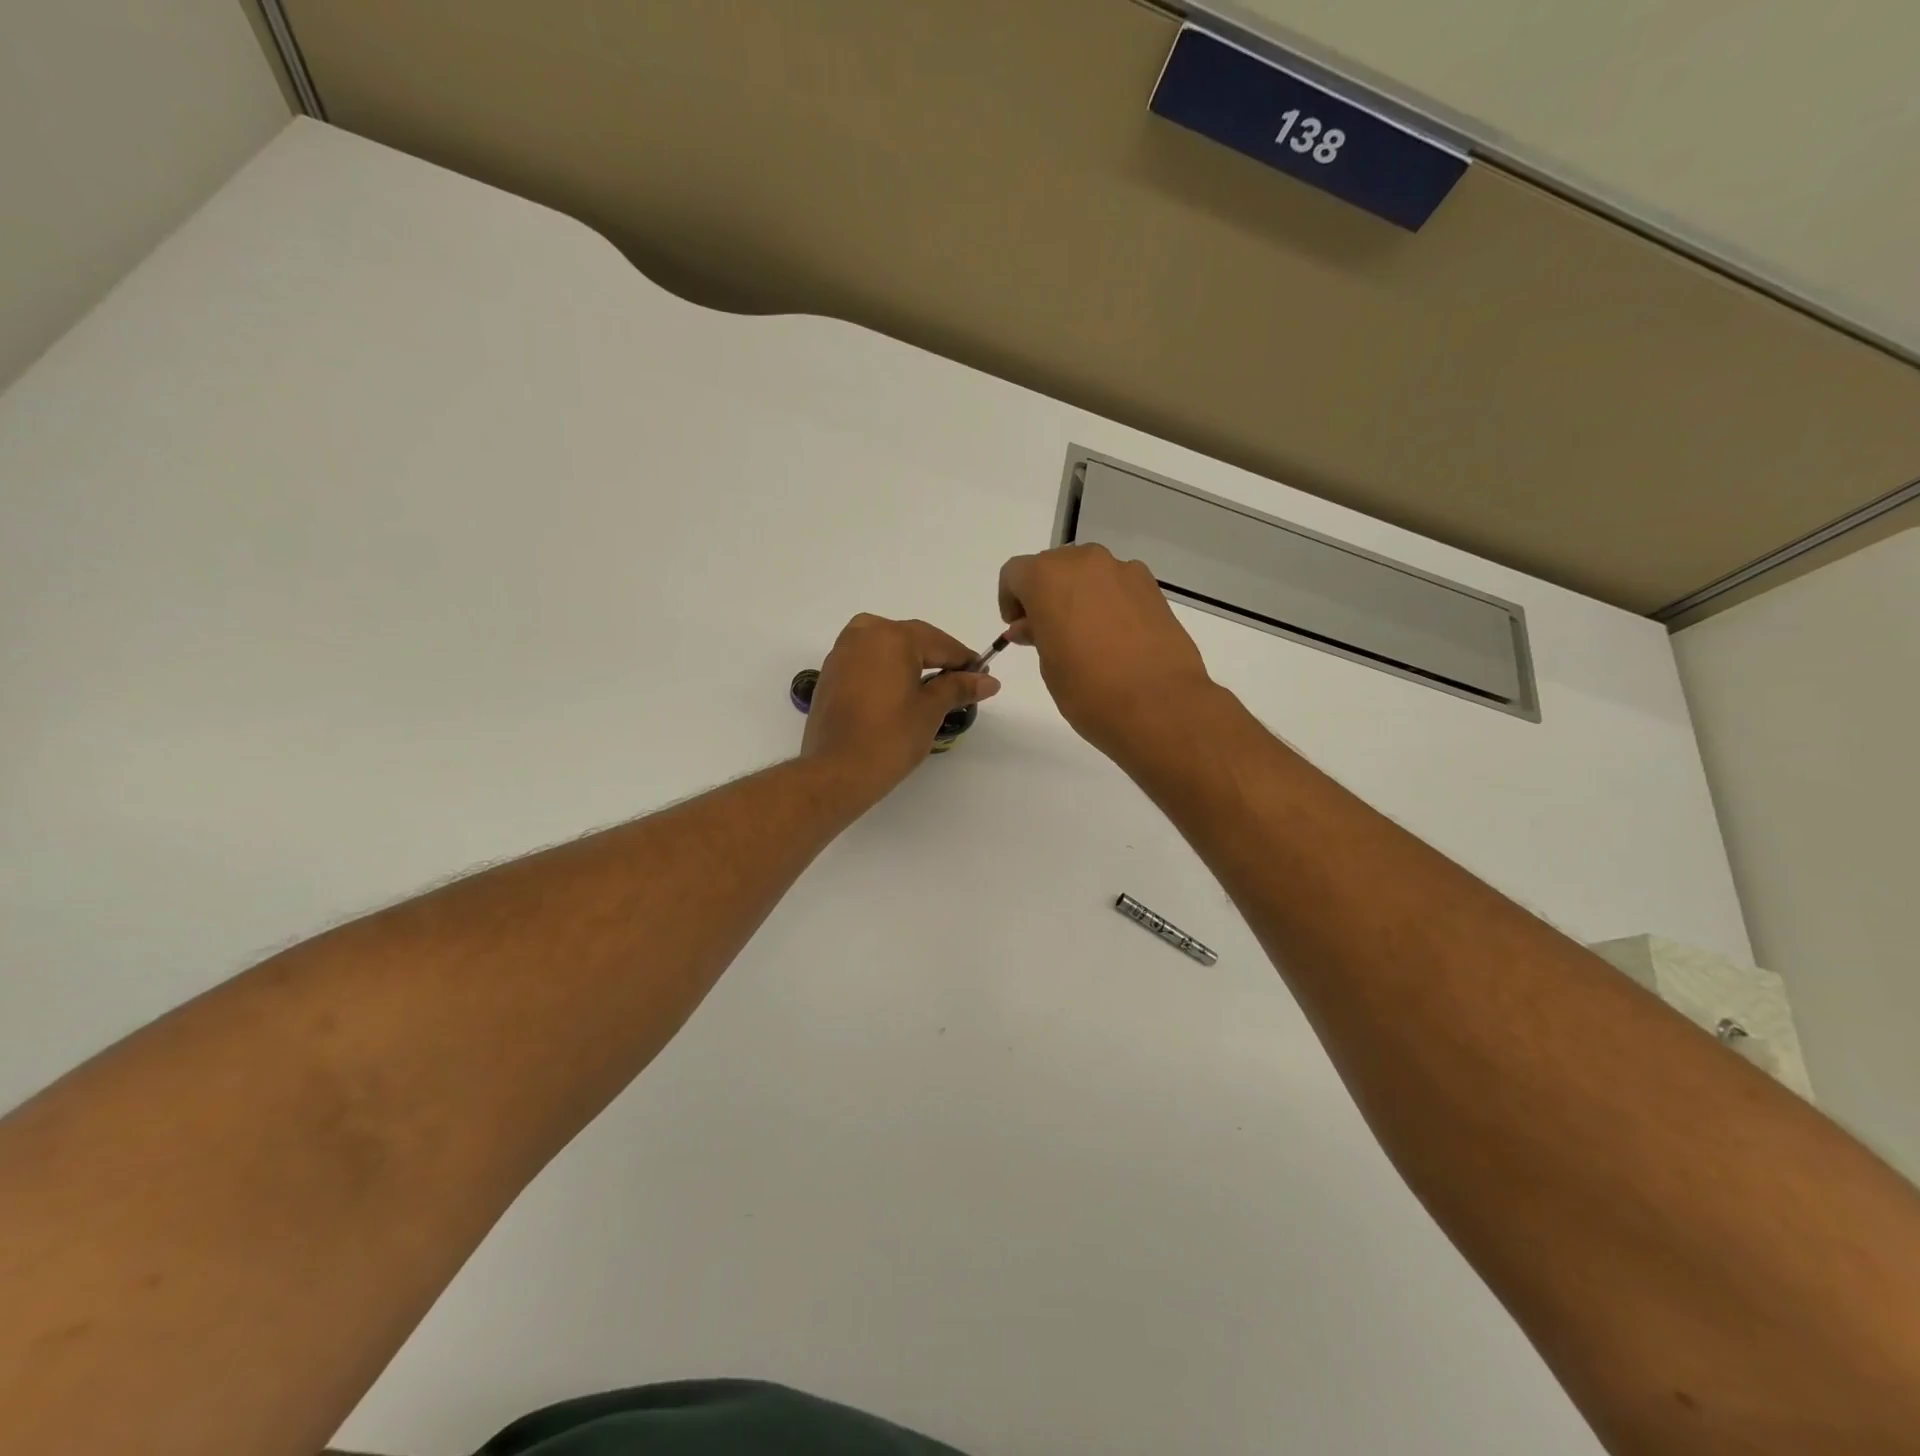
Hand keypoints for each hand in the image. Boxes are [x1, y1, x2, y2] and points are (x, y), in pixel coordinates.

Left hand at [801, 614, 999, 802]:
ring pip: (887, 647)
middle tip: (961, 683)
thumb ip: (958, 688)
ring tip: (932, 687)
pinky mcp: (830, 672)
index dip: (964, 660)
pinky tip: (900, 691)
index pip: (940, 643)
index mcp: (893, 636)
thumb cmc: (890, 738)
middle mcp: (865, 633)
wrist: (836, 771)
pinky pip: (867, 660)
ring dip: (911, 662)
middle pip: (912, 640)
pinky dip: (887, 670)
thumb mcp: (930, 710)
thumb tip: (988, 681)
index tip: (983, 676)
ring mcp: (842, 651)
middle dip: (938, 659)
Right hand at [998, 544, 1212, 756]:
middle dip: (1045, 594)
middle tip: (1047, 633)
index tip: (1018, 628)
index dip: (1010, 599)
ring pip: (1089, 575)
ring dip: (1078, 596)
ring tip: (1084, 638)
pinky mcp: (1154, 589)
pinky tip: (1114, 639)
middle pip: (1054, 567)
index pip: (1015, 574)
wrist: (1159, 706)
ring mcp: (1124, 572)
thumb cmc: (1088, 689)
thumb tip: (1032, 627)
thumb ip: (1037, 635)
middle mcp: (1086, 562)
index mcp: (1048, 577)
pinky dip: (1108, 604)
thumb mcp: (1049, 665)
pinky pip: (1118, 587)